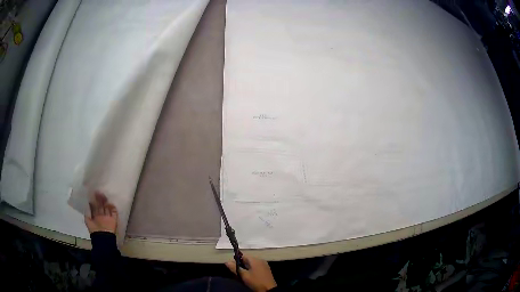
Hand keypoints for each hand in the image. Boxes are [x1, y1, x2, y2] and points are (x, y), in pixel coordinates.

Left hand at [84, 192, 117, 233]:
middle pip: (101, 206)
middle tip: (98, 192)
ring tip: (104, 195)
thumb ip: (87, 213)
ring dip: (106, 202)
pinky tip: (111, 203)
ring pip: (107, 208)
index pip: (95, 207)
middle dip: (99, 199)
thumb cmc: (94, 230)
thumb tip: (87, 204)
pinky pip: (114, 213)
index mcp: (95, 216)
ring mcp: (108, 217)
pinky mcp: (114, 220)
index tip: (92, 194)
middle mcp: (101, 216)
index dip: (94, 201)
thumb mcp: (88, 221)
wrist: (103, 238)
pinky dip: (113, 208)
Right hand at [226, 255, 276, 291]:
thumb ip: (234, 268)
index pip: (243, 255)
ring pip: (252, 264)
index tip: (232, 266)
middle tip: (237, 272)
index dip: (236, 260)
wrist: (269, 289)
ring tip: (243, 275)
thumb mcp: (243, 275)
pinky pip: (256, 266)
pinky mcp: (266, 269)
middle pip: (247, 259)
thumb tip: (226, 262)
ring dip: (246, 268)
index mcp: (255, 259)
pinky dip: (252, 269)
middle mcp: (260, 259)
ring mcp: (264, 264)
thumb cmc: (255, 281)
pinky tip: (250, 276)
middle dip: (241, 265)